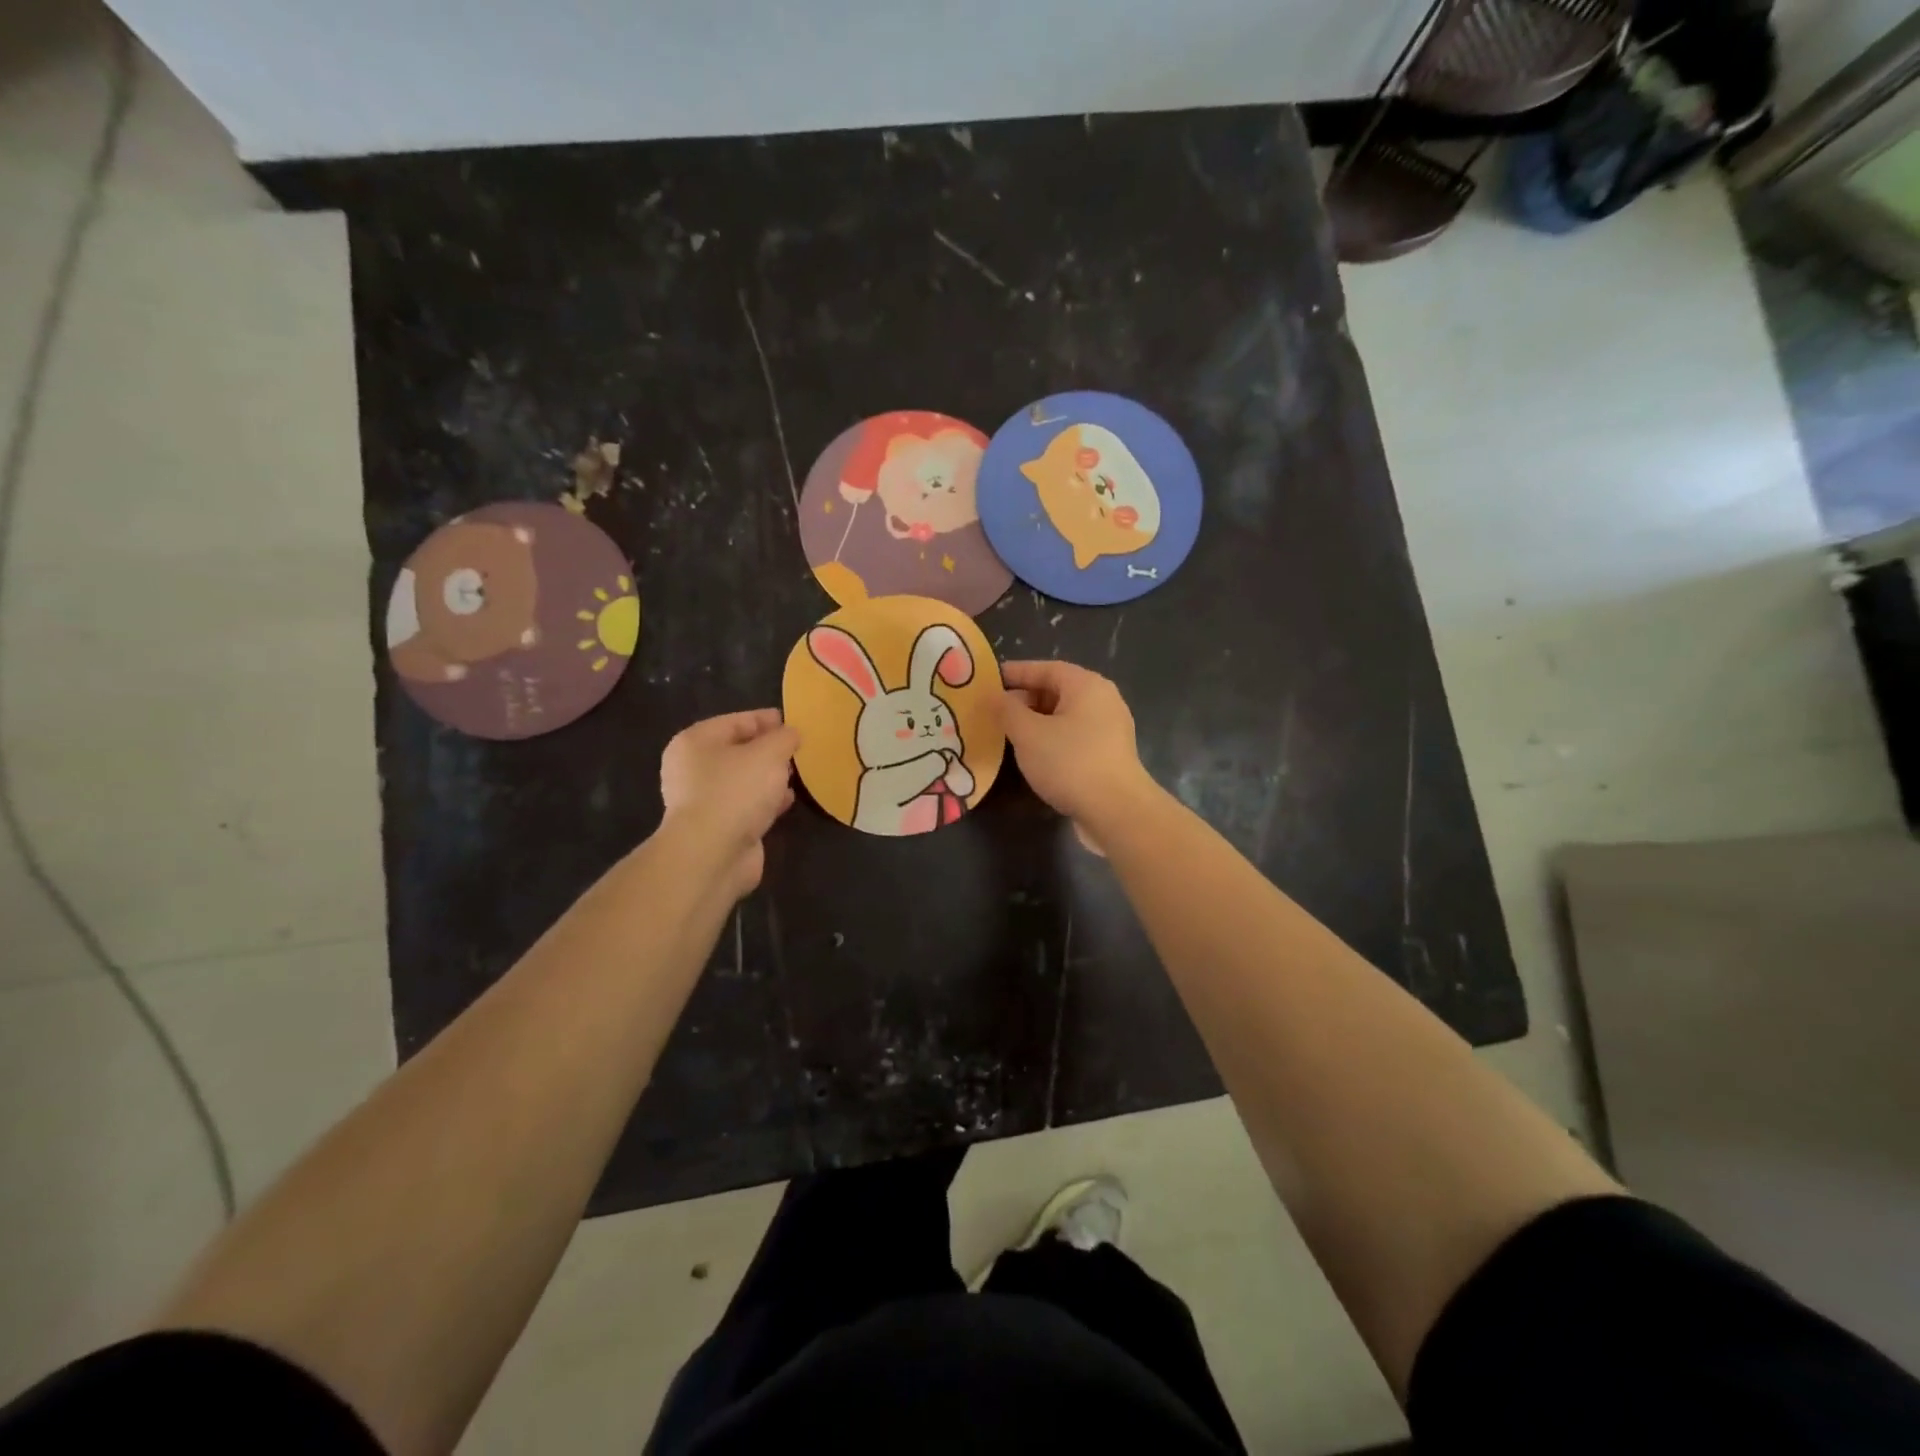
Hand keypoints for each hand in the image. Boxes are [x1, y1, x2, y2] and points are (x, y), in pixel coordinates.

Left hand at [660, 709, 799, 898]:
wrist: (713, 854)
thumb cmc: (736, 791)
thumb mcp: (769, 753)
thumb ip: (784, 738)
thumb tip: (790, 733)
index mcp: (696, 742)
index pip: (735, 721)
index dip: (765, 719)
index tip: (793, 722)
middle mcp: (693, 769)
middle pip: (737, 751)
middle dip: (768, 750)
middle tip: (797, 749)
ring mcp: (703, 801)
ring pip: (742, 780)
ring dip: (768, 777)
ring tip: (796, 774)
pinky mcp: (717, 827)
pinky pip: (746, 805)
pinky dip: (765, 801)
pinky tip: (786, 801)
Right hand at [999, 660, 1153, 831]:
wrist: (1117, 812)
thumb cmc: (1070, 763)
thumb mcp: (1028, 734)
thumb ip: (1007, 710)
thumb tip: (994, 696)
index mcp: (1086, 685)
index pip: (1045, 668)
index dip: (1015, 673)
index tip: (988, 681)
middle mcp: (1102, 700)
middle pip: (1057, 691)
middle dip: (1024, 699)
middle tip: (994, 712)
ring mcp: (1109, 729)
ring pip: (1064, 717)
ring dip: (1036, 722)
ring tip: (1008, 734)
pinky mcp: (1108, 755)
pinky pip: (1073, 737)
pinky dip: (1051, 740)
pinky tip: (1033, 756)